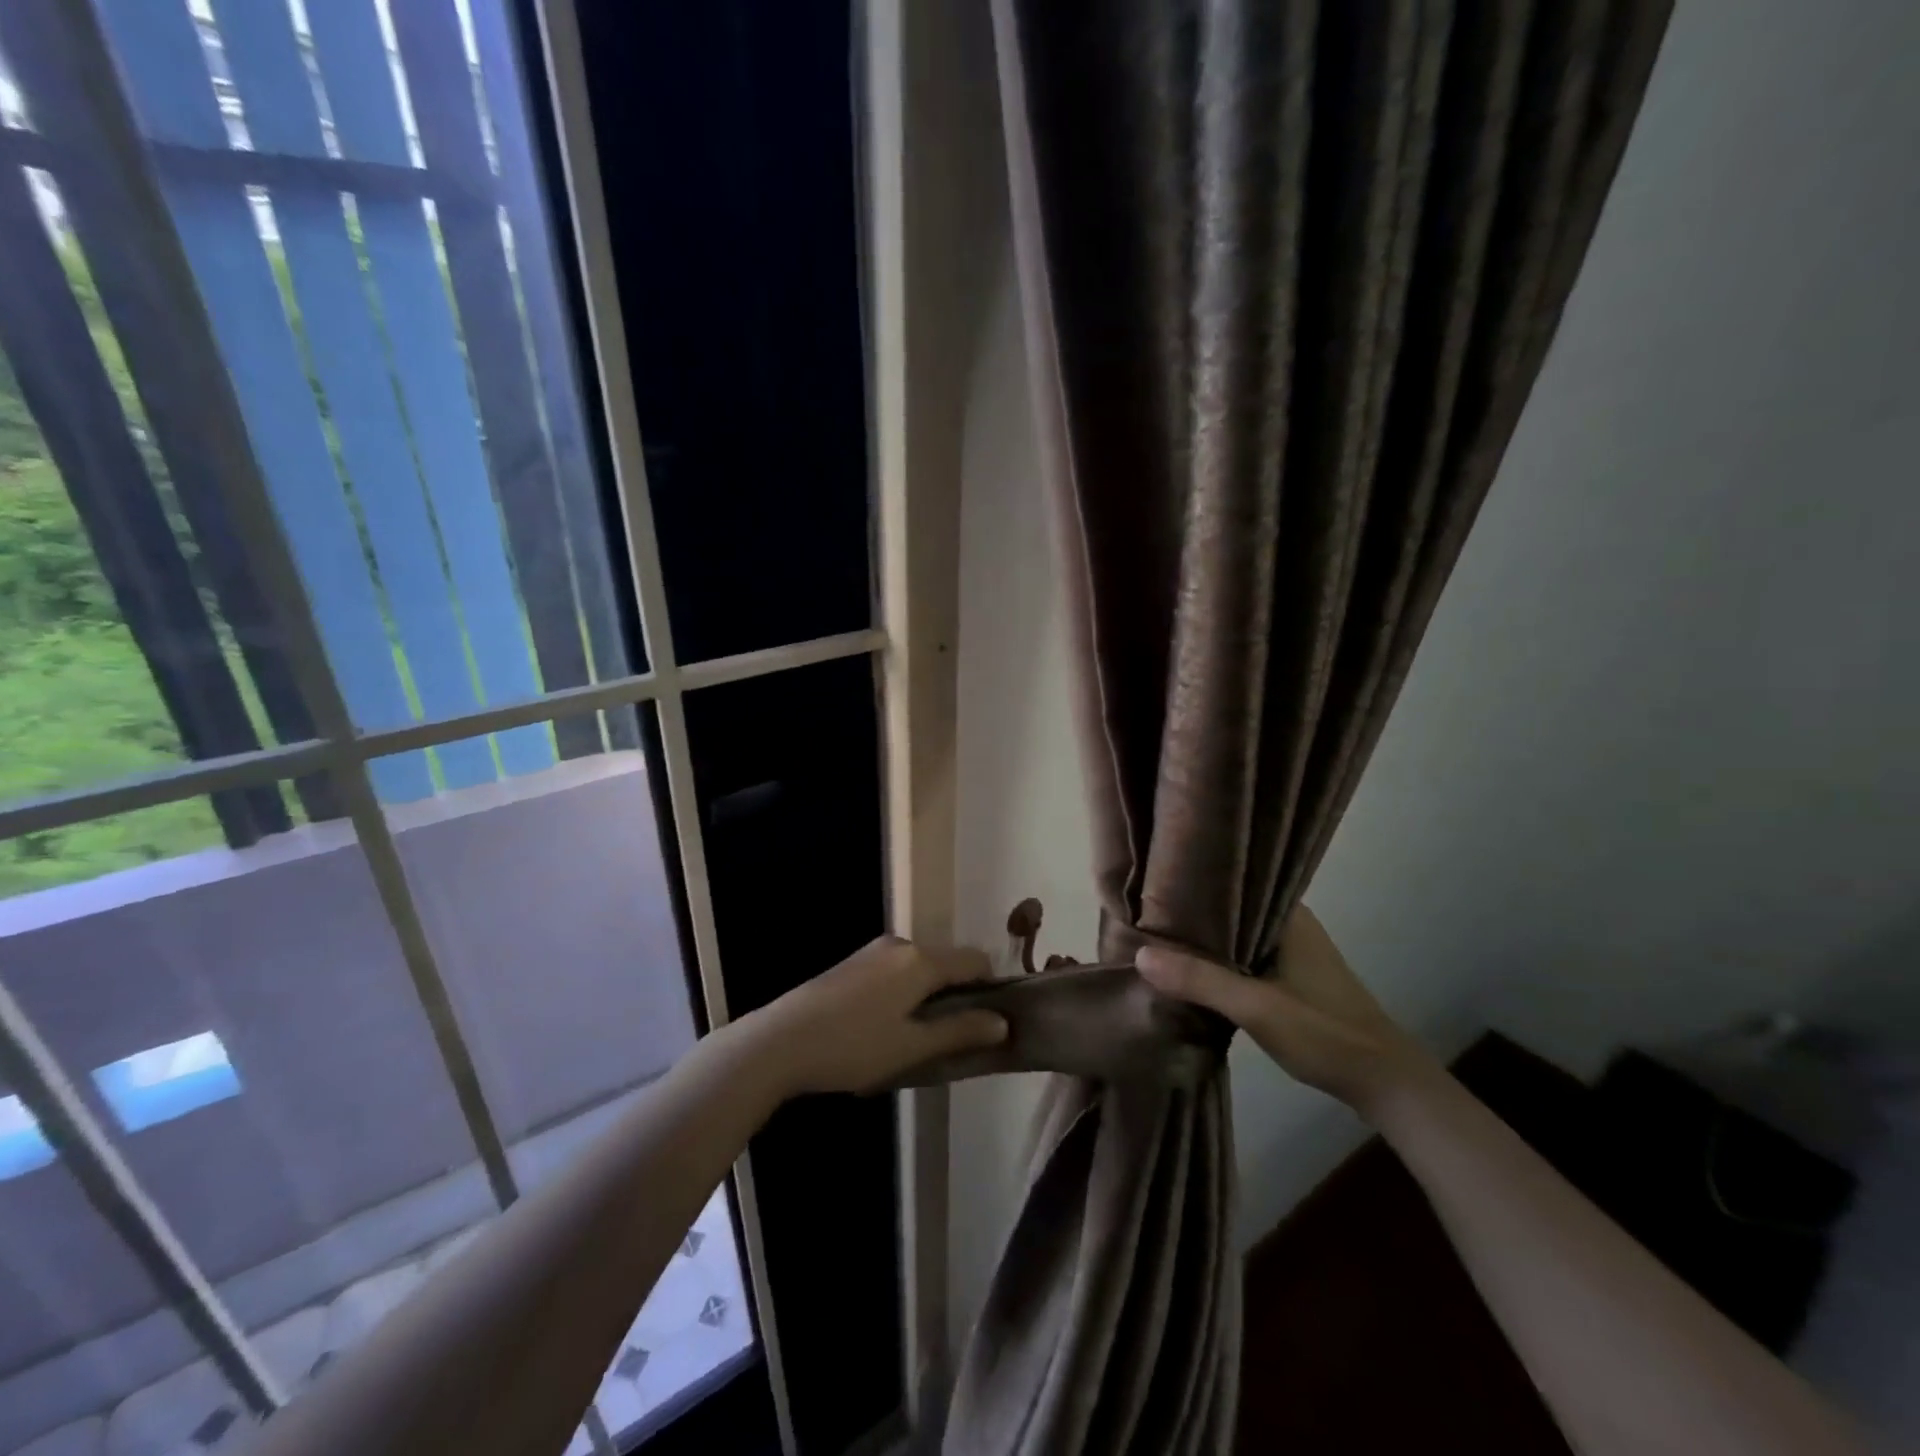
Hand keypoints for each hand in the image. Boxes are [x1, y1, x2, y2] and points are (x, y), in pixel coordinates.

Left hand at [732, 936, 1007, 1095]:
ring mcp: (874, 951)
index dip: (990, 988)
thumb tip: (1003, 1022)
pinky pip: (896, 972)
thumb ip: (960, 1031)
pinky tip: (884, 1028)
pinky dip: (904, 993)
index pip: (975, 960)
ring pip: (920, 969)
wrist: (780, 1040)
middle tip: (951, 1040)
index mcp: (922, 960)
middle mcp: (901, 945)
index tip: (988, 1023)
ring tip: (915, 1040)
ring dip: (928, 997)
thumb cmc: (854, 1046)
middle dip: (957, 996)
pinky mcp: (853, 963)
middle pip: (947, 963)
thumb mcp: (912, 1046)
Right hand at [1134, 906, 1432, 1113]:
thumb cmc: (1324, 1031)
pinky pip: (1243, 957)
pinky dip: (1218, 961)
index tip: (1150, 888)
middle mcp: (1289, 923)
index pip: (1230, 884)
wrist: (1384, 1081)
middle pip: (1228, 910)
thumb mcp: (1256, 1007)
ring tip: (1156, 938)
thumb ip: (1200, 980)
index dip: (1190, 886)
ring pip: (1235, 936)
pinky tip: (1189, 970)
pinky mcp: (1290, 977)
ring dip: (1204, 941)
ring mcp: (1291, 951)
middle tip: (1143, 913)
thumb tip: (1140, 955)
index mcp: (1287, 915)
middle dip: (1191, 915)